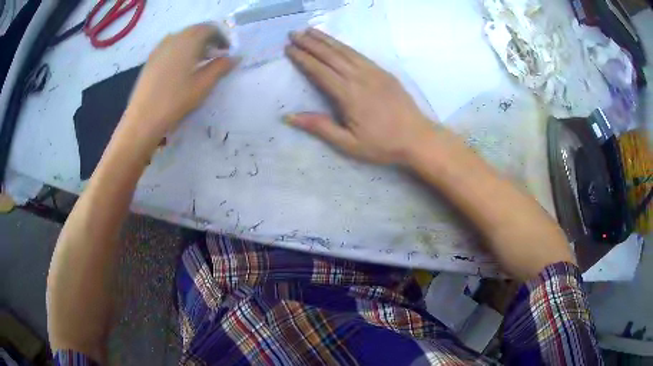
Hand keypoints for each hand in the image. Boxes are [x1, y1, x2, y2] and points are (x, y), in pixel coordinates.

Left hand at [119, 24, 236, 155]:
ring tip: (199, 62)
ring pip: (182, 38)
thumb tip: (235, 58)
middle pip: (195, 31)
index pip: (210, 29)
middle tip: (215, 56)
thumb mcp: (203, 85)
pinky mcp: (151, 59)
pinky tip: (181, 67)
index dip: (222, 37)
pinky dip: (181, 50)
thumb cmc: (175, 100)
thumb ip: (221, 67)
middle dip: (208, 40)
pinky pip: (170, 46)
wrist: (143, 118)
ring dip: (194, 45)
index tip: (227, 51)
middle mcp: (173, 38)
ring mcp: (159, 48)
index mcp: (188, 41)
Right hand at [285, 29, 436, 164]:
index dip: (303, 59)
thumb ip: (320, 127)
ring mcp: (374, 72)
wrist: (417, 138)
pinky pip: (359, 54)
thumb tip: (289, 116)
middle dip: (310, 43)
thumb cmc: (382, 144)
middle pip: (330, 56)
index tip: (289, 49)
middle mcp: (359, 78)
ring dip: (326, 40)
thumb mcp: (348, 144)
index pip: (319, 71)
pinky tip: (337, 43)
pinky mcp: (384, 72)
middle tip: (293, 34)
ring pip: (345, 51)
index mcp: (348, 95)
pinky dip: (344, 46)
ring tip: (310, 31)